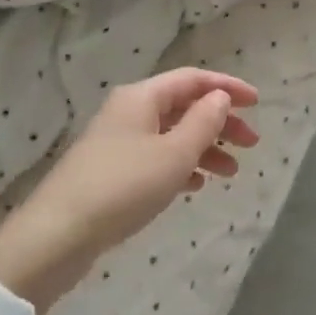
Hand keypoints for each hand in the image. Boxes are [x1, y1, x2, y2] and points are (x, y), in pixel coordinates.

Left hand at [0, 68, 259, 314]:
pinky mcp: (111, 172)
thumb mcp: (174, 154)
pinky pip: (156, 158)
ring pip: (172, 135)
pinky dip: (181, 166)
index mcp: (142, 97)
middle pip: (184, 106)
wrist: (57, 235)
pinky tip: (196, 186)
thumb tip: (220, 97)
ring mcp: (118, 142)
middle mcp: (129, 112)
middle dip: (220, 122)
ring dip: (204, 148)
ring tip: (231, 173)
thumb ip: (203, 122)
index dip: (227, 87)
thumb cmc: (123, 187)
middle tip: (251, 144)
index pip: (193, 79)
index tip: (258, 103)